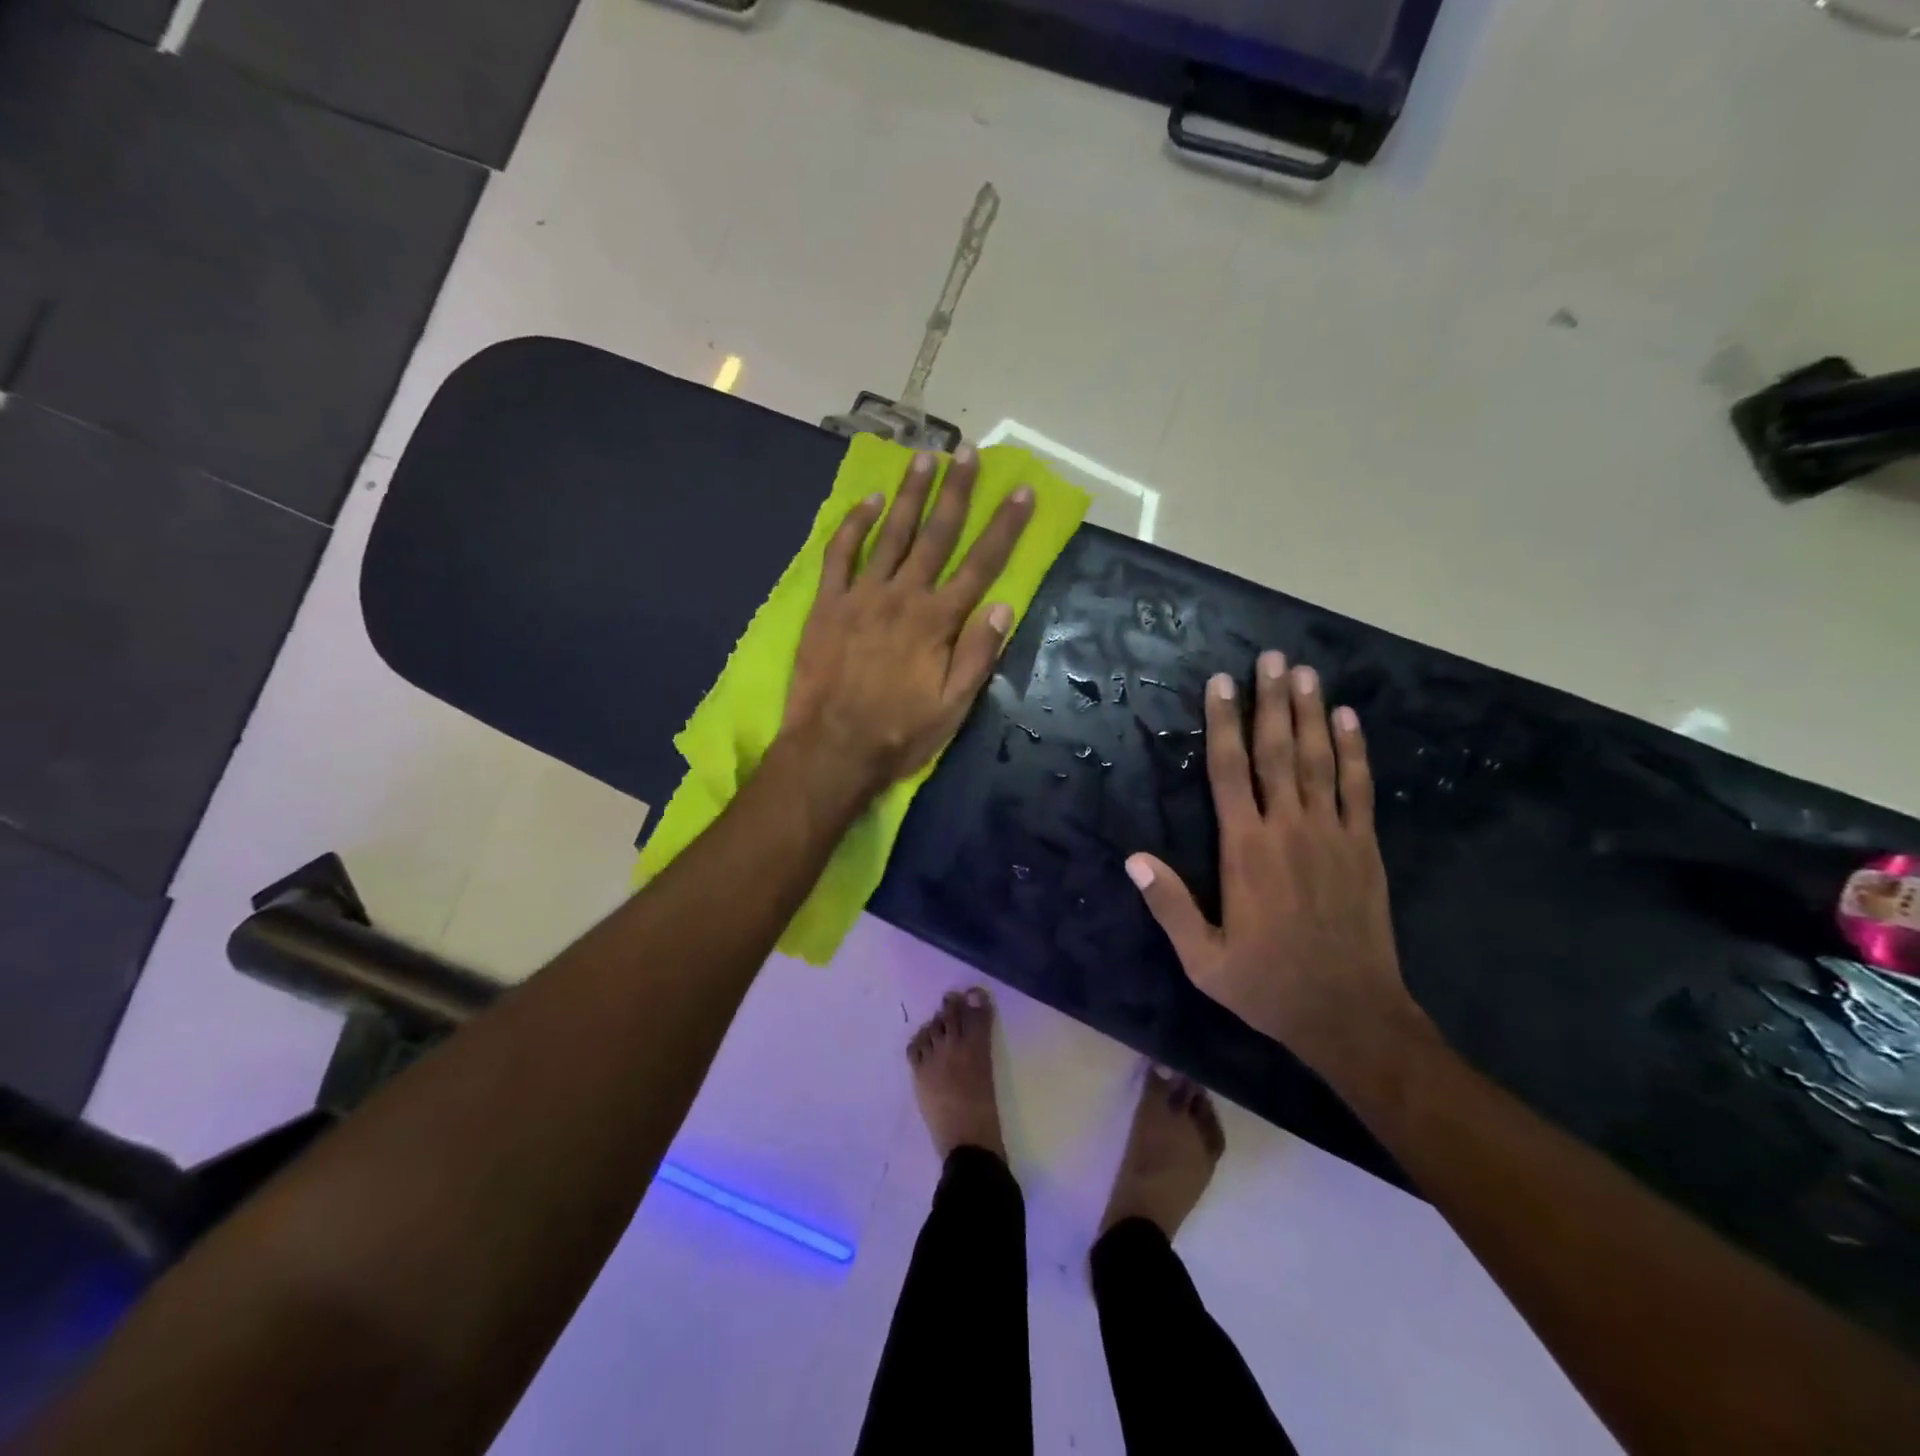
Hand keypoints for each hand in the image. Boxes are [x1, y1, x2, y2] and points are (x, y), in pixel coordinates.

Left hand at [782, 446, 1033, 800]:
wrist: (832, 748)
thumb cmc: (899, 733)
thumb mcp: (952, 707)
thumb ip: (978, 655)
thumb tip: (1002, 606)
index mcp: (939, 622)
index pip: (980, 565)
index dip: (1004, 527)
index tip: (1020, 491)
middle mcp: (904, 597)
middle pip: (937, 536)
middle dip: (957, 492)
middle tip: (968, 452)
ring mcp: (862, 596)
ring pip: (892, 534)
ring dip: (910, 494)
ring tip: (925, 457)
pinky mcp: (828, 604)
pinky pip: (841, 554)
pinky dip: (854, 525)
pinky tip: (869, 501)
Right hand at [1125, 653, 1416, 1081]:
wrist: (1350, 1014)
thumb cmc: (1268, 984)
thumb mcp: (1203, 959)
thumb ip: (1169, 905)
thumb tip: (1132, 858)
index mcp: (1245, 850)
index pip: (1229, 772)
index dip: (1224, 724)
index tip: (1221, 684)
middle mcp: (1288, 829)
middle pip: (1277, 752)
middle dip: (1271, 702)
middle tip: (1271, 658)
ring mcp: (1332, 834)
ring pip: (1319, 760)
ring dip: (1311, 713)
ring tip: (1305, 672)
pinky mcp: (1364, 847)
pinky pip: (1359, 788)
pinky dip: (1355, 750)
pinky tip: (1349, 720)